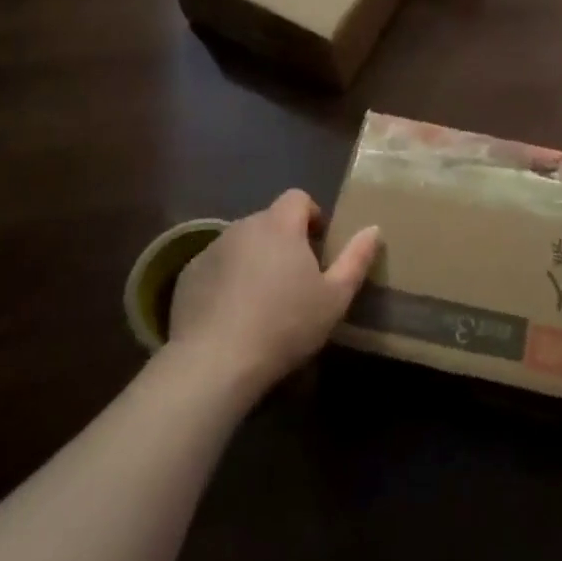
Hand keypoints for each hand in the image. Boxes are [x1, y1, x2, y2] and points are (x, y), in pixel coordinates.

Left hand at [167, 190, 379, 394]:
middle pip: (269, 221)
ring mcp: (211, 250)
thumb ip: (357, 259)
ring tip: (263, 299)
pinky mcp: (188, 276)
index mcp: (280, 226)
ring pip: (241, 244)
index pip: (297, 198)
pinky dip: (227, 280)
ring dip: (255, 259)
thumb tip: (373, 229)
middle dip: (283, 241)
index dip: (311, 215)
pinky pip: (216, 267)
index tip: (318, 245)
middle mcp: (243, 227)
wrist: (216, 362)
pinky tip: (233, 315)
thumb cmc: (286, 324)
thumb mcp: (335, 297)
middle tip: (295, 279)